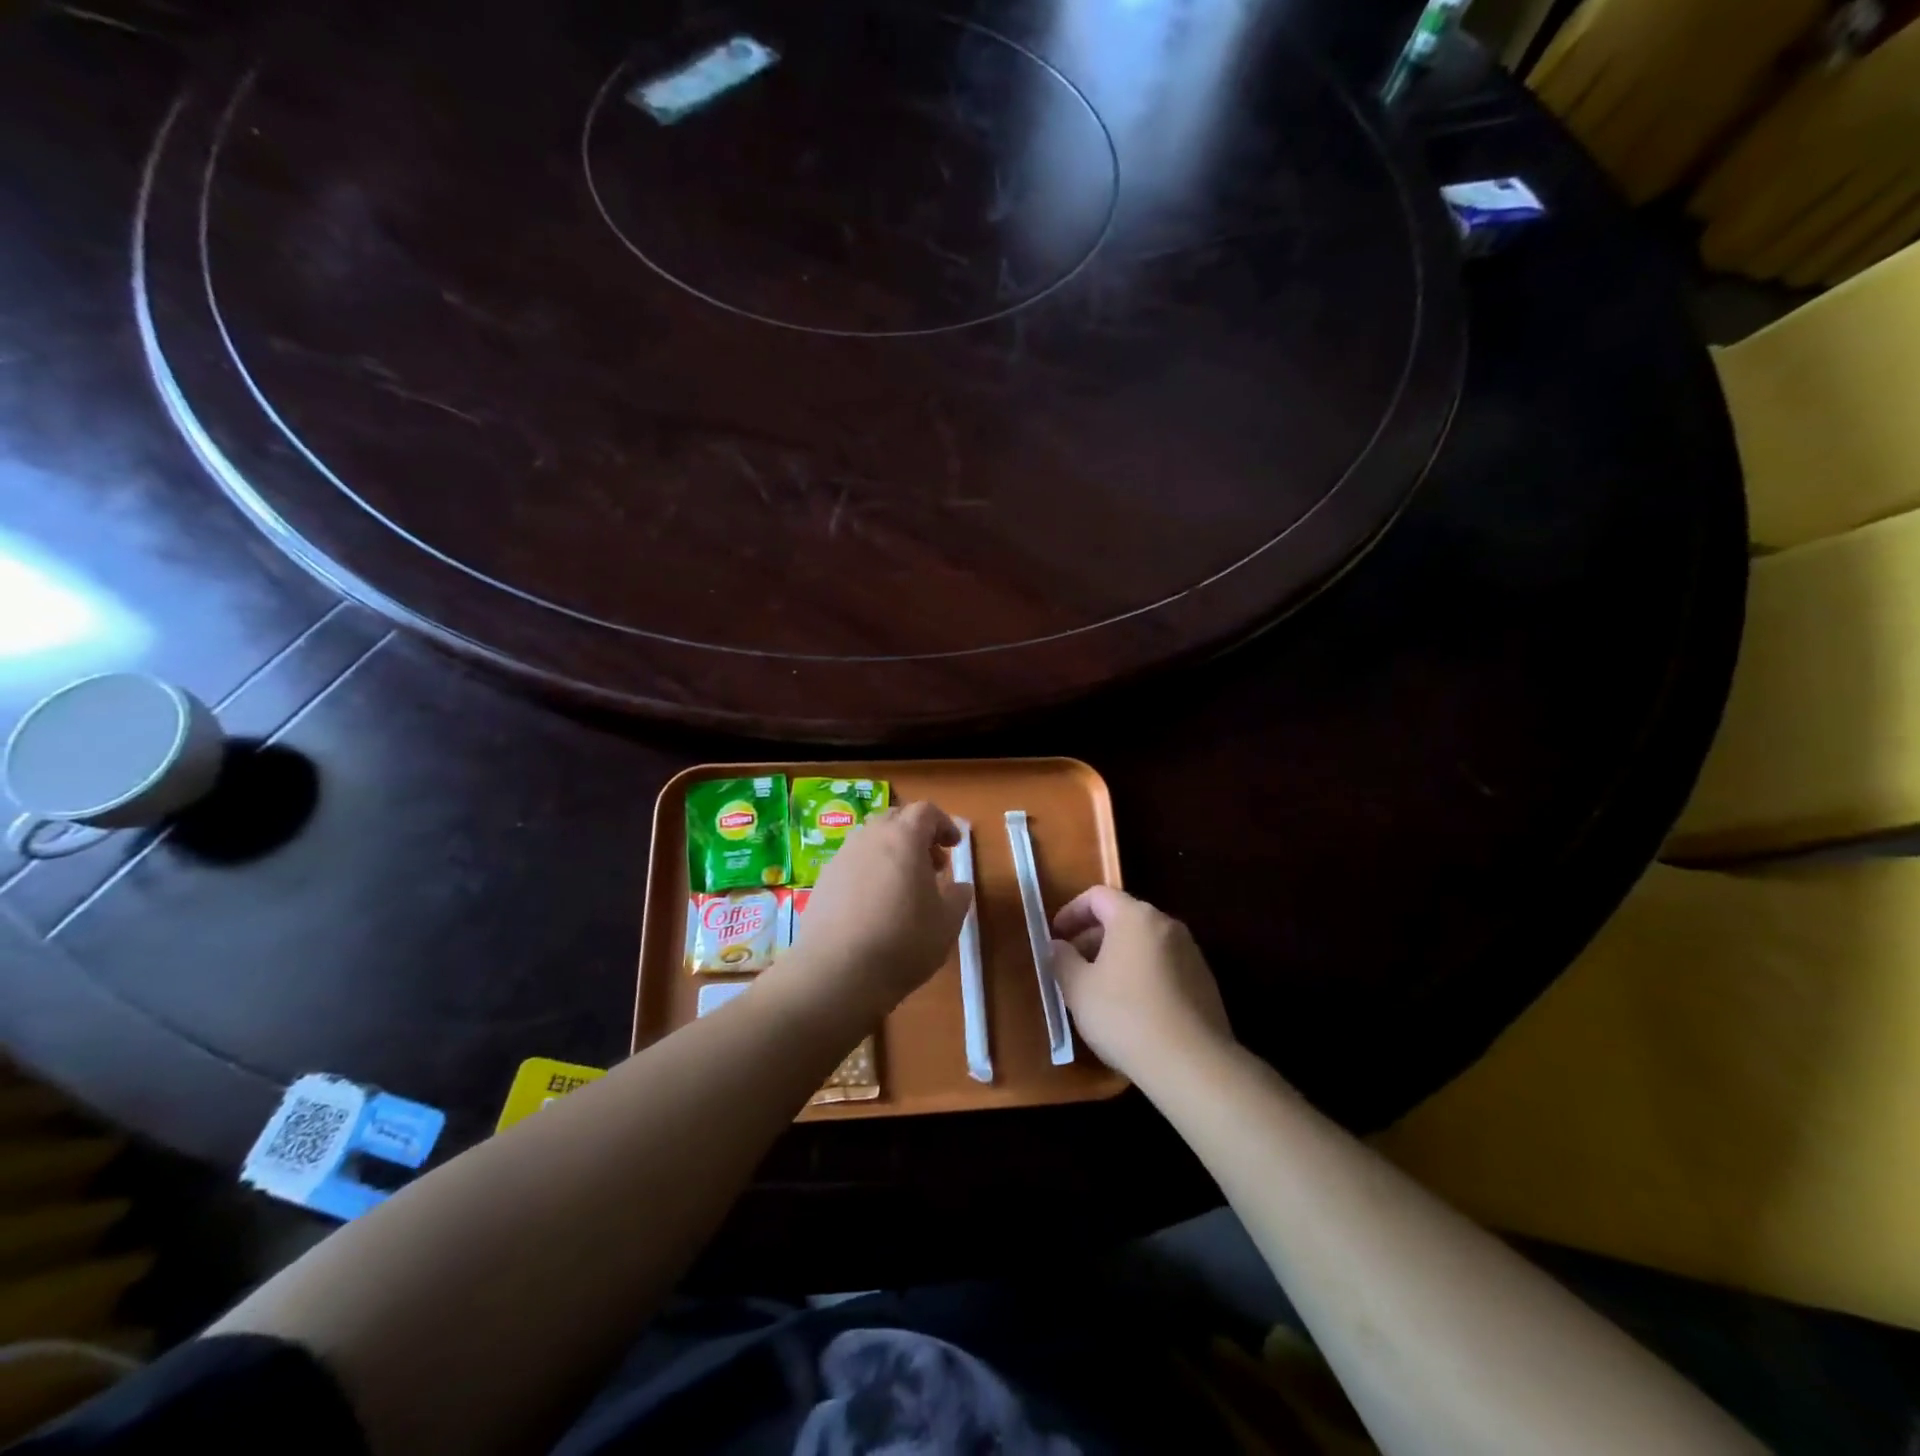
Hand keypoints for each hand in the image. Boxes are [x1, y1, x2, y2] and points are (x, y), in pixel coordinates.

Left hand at [783, 801, 972, 1019]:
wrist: (836, 973)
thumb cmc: (903, 941)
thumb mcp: (947, 922)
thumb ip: (958, 896)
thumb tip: (959, 886)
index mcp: (903, 837)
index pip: (925, 811)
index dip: (943, 824)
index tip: (954, 846)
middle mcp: (869, 838)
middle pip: (895, 819)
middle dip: (916, 836)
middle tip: (932, 866)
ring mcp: (841, 858)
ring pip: (871, 841)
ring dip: (892, 854)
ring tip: (904, 889)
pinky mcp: (823, 882)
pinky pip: (852, 865)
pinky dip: (869, 873)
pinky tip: (875, 907)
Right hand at [1050, 886, 1232, 1081]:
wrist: (1192, 1064)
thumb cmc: (1125, 1016)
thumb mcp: (1078, 988)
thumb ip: (1062, 959)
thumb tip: (1058, 946)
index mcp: (1135, 917)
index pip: (1097, 895)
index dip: (1071, 911)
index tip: (1056, 937)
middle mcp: (1166, 925)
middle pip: (1122, 917)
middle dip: (1093, 937)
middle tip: (1072, 966)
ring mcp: (1190, 952)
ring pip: (1143, 943)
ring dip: (1117, 957)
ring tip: (1099, 990)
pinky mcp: (1204, 981)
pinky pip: (1163, 965)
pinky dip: (1141, 974)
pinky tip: (1131, 1009)